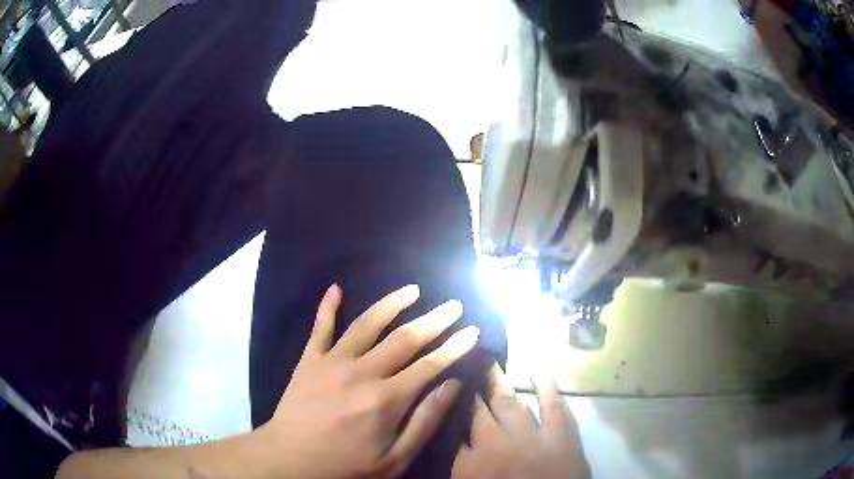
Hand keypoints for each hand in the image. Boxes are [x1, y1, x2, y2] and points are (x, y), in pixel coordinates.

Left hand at [256, 284, 479, 478]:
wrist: (290, 460)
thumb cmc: (347, 465)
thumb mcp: (395, 458)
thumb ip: (425, 421)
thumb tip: (452, 385)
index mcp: (386, 400)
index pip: (429, 366)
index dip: (454, 347)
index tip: (472, 331)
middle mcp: (361, 373)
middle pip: (404, 339)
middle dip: (433, 321)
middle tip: (453, 305)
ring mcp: (332, 362)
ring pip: (366, 324)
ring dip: (391, 304)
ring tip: (412, 290)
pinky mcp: (309, 360)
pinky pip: (320, 327)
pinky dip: (327, 306)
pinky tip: (335, 288)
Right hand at [451, 364, 589, 478]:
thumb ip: (459, 466)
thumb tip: (451, 443)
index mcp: (469, 463)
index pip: (453, 429)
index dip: (449, 407)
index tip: (446, 387)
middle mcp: (495, 444)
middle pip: (477, 410)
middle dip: (470, 386)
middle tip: (464, 360)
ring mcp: (530, 436)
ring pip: (508, 402)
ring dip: (497, 381)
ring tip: (488, 359)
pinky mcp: (560, 434)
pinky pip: (552, 405)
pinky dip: (547, 386)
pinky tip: (539, 370)